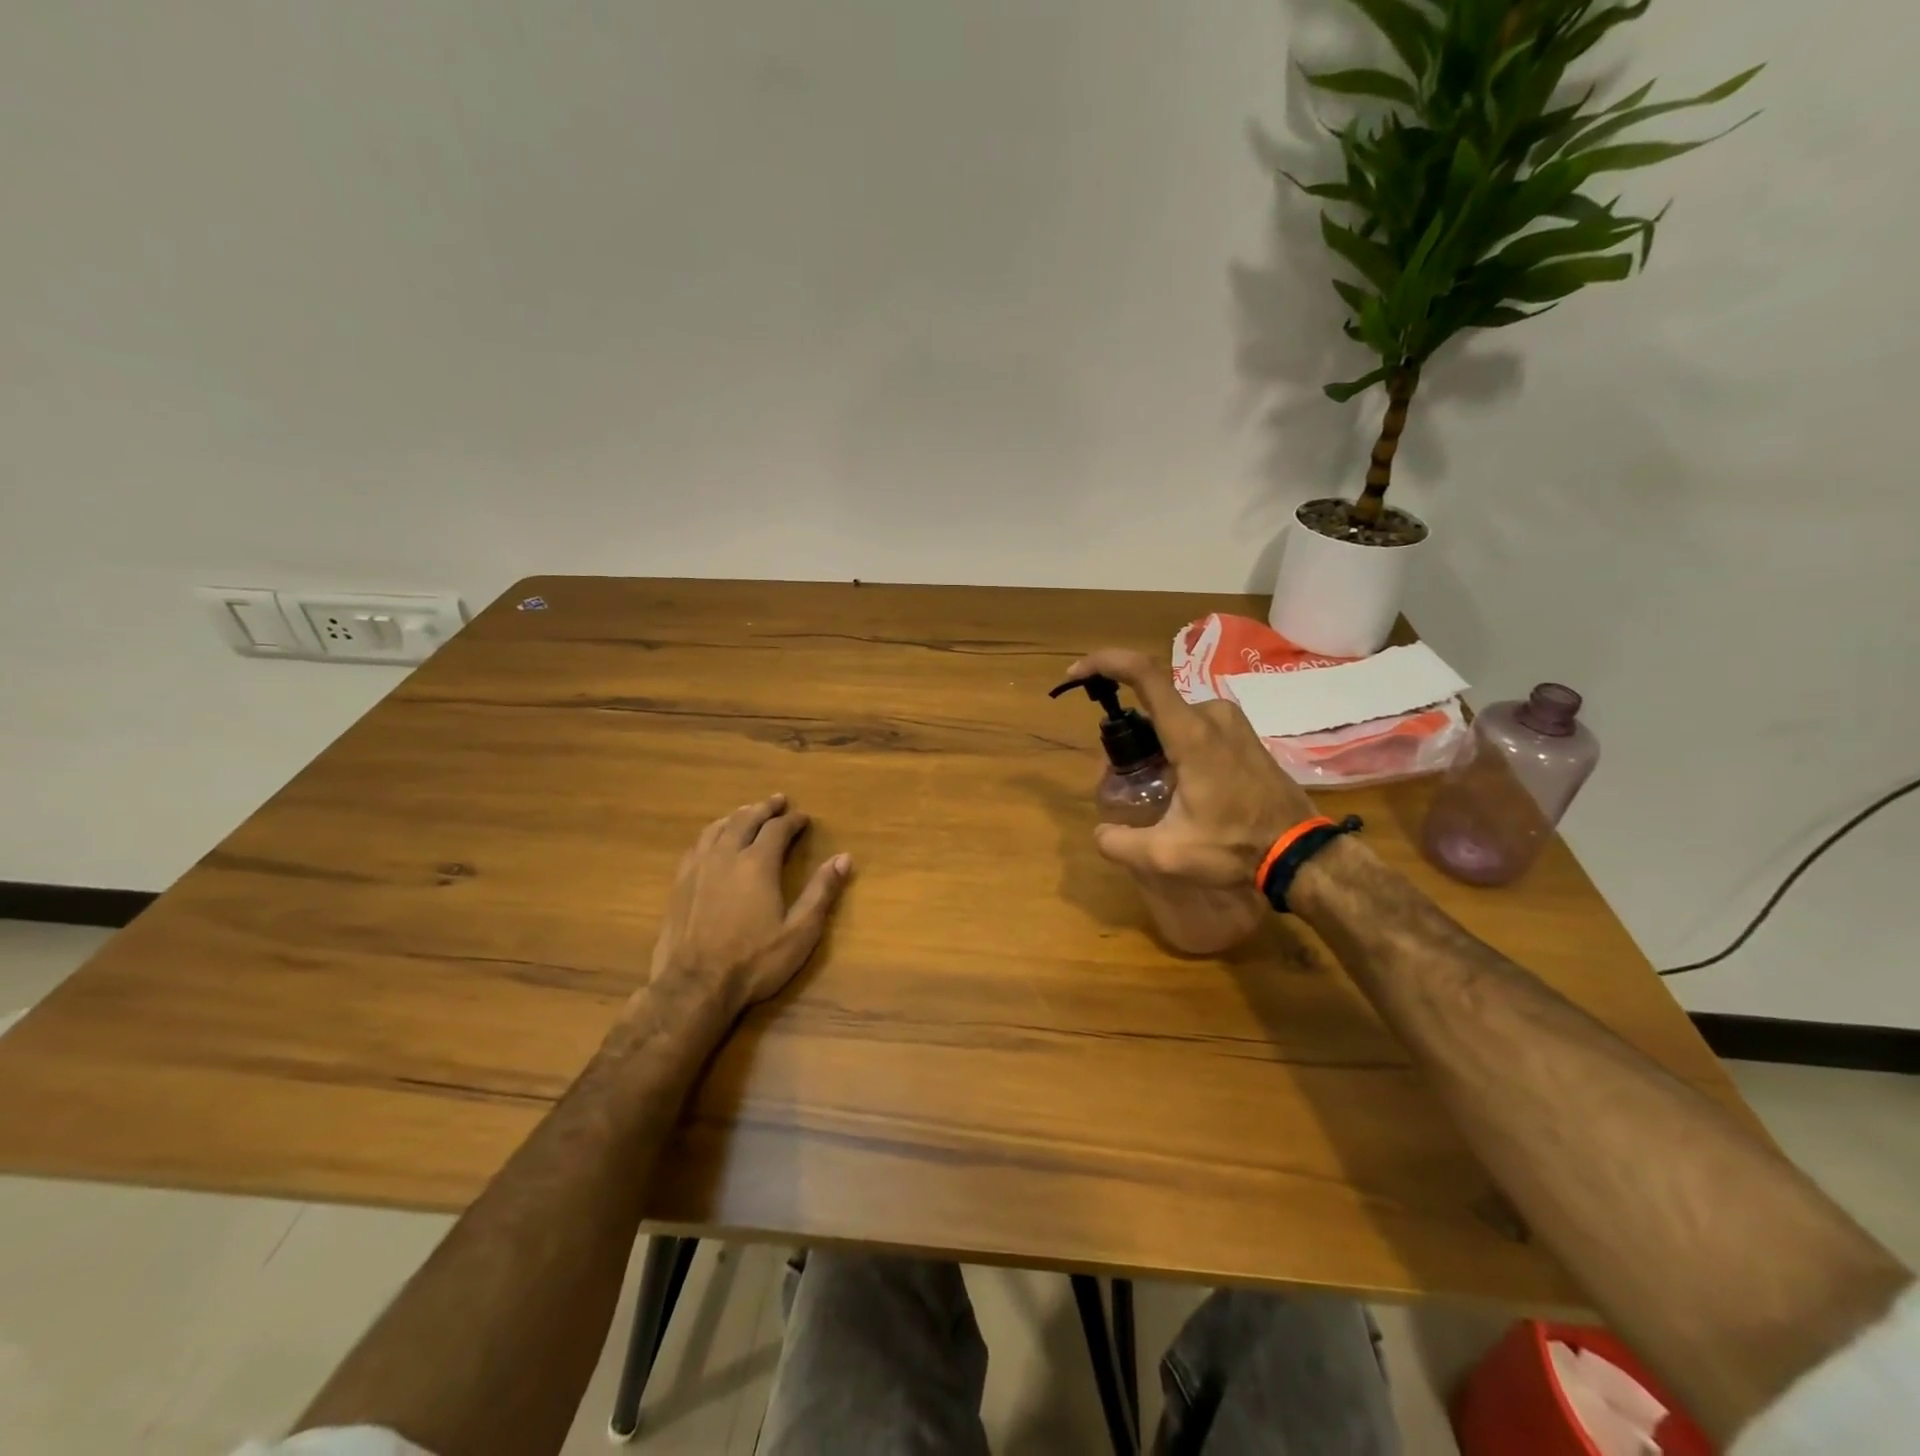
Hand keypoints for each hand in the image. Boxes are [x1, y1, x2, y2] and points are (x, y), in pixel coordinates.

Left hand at [642, 794, 851, 1027]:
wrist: (693, 986)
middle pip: (746, 820)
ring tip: (746, 812)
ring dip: (737, 816)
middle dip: (764, 808)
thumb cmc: (753, 961)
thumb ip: (821, 892)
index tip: (804, 818)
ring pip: (718, 828)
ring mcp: (699, 868)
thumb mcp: (799, 932)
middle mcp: (727, 856)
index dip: (793, 820)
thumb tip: (844, 858)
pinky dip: (711, 833)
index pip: (778, 829)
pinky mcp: (680, 884)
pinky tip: (712, 839)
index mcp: (758, 864)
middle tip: (777, 801)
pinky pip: (697, 845)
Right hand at [1065, 649, 1317, 886]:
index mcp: (1191, 734)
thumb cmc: (1235, 847)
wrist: (1299, 852)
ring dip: (1154, 743)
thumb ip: (1121, 844)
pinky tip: (1181, 784)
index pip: (1143, 674)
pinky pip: (1196, 725)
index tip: (1077, 675)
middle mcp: (1211, 714)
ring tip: (1152, 787)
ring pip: (1174, 718)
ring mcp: (1232, 721)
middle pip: (1152, 706)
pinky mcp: (1244, 733)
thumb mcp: (1169, 855)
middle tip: (1121, 776)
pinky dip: (1176, 745)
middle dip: (1129, 735)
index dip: (1105, 663)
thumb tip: (1099, 833)